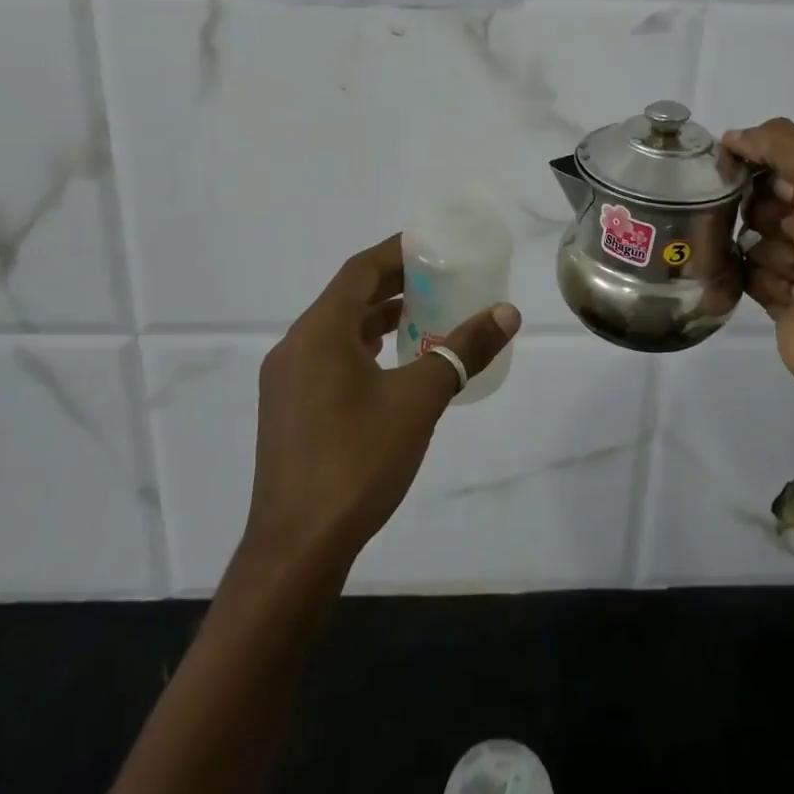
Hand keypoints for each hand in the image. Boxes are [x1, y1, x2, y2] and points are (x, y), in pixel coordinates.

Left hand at [241, 234, 520, 574]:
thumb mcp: (419, 399)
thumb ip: (464, 350)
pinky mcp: (288, 411)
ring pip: (337, 331)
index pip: (360, 270)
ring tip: (424, 315)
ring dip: (378, 318)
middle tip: (439, 278)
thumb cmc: (357, 461)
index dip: (397, 252)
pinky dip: (363, 349)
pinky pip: (329, 359)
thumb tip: (507, 312)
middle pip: (348, 297)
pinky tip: (393, 366)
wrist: (296, 549)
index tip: (433, 245)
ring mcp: (286, 382)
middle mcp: (295, 347)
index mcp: (319, 332)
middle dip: (393, 284)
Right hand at [721, 118, 793, 408]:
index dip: (752, 158)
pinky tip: (784, 293)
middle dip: (757, 208)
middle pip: (758, 196)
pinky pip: (746, 273)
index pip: (778, 156)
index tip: (726, 166)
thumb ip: (781, 146)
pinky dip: (758, 280)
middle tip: (775, 225)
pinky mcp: (777, 295)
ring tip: (789, 270)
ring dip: (763, 250)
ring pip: (749, 236)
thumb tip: (732, 137)